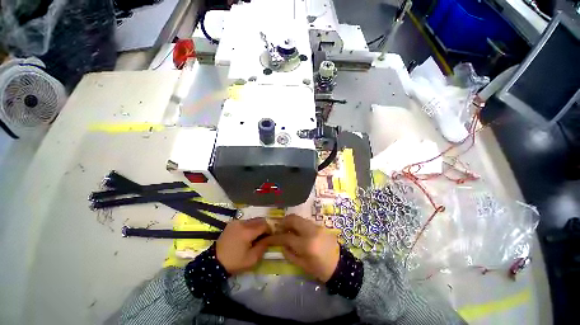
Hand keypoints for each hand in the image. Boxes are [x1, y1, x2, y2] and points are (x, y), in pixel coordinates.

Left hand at [216, 218, 270, 274]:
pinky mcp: (232, 224)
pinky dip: (249, 226)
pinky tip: (246, 235)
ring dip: (256, 226)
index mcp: (248, 232)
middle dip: (264, 227)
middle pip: (259, 220)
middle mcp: (243, 223)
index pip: (264, 225)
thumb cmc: (234, 262)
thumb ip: (263, 247)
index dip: (269, 230)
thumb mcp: (252, 259)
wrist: (214, 262)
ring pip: (252, 220)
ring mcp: (236, 222)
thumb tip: (269, 239)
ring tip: (255, 236)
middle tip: (263, 236)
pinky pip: (245, 221)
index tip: (270, 237)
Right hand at [268, 214, 339, 281]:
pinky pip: (305, 222)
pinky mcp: (320, 225)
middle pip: (293, 219)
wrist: (341, 265)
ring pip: (299, 218)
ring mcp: (316, 226)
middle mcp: (311, 231)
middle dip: (283, 222)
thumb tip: (282, 244)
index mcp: (306, 244)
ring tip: (287, 230)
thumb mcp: (303, 265)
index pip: (286, 237)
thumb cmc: (321, 269)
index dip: (275, 237)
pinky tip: (297, 232)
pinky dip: (298, 224)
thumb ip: (289, 253)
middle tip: (279, 229)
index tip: (269, 238)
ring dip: (291, 222)